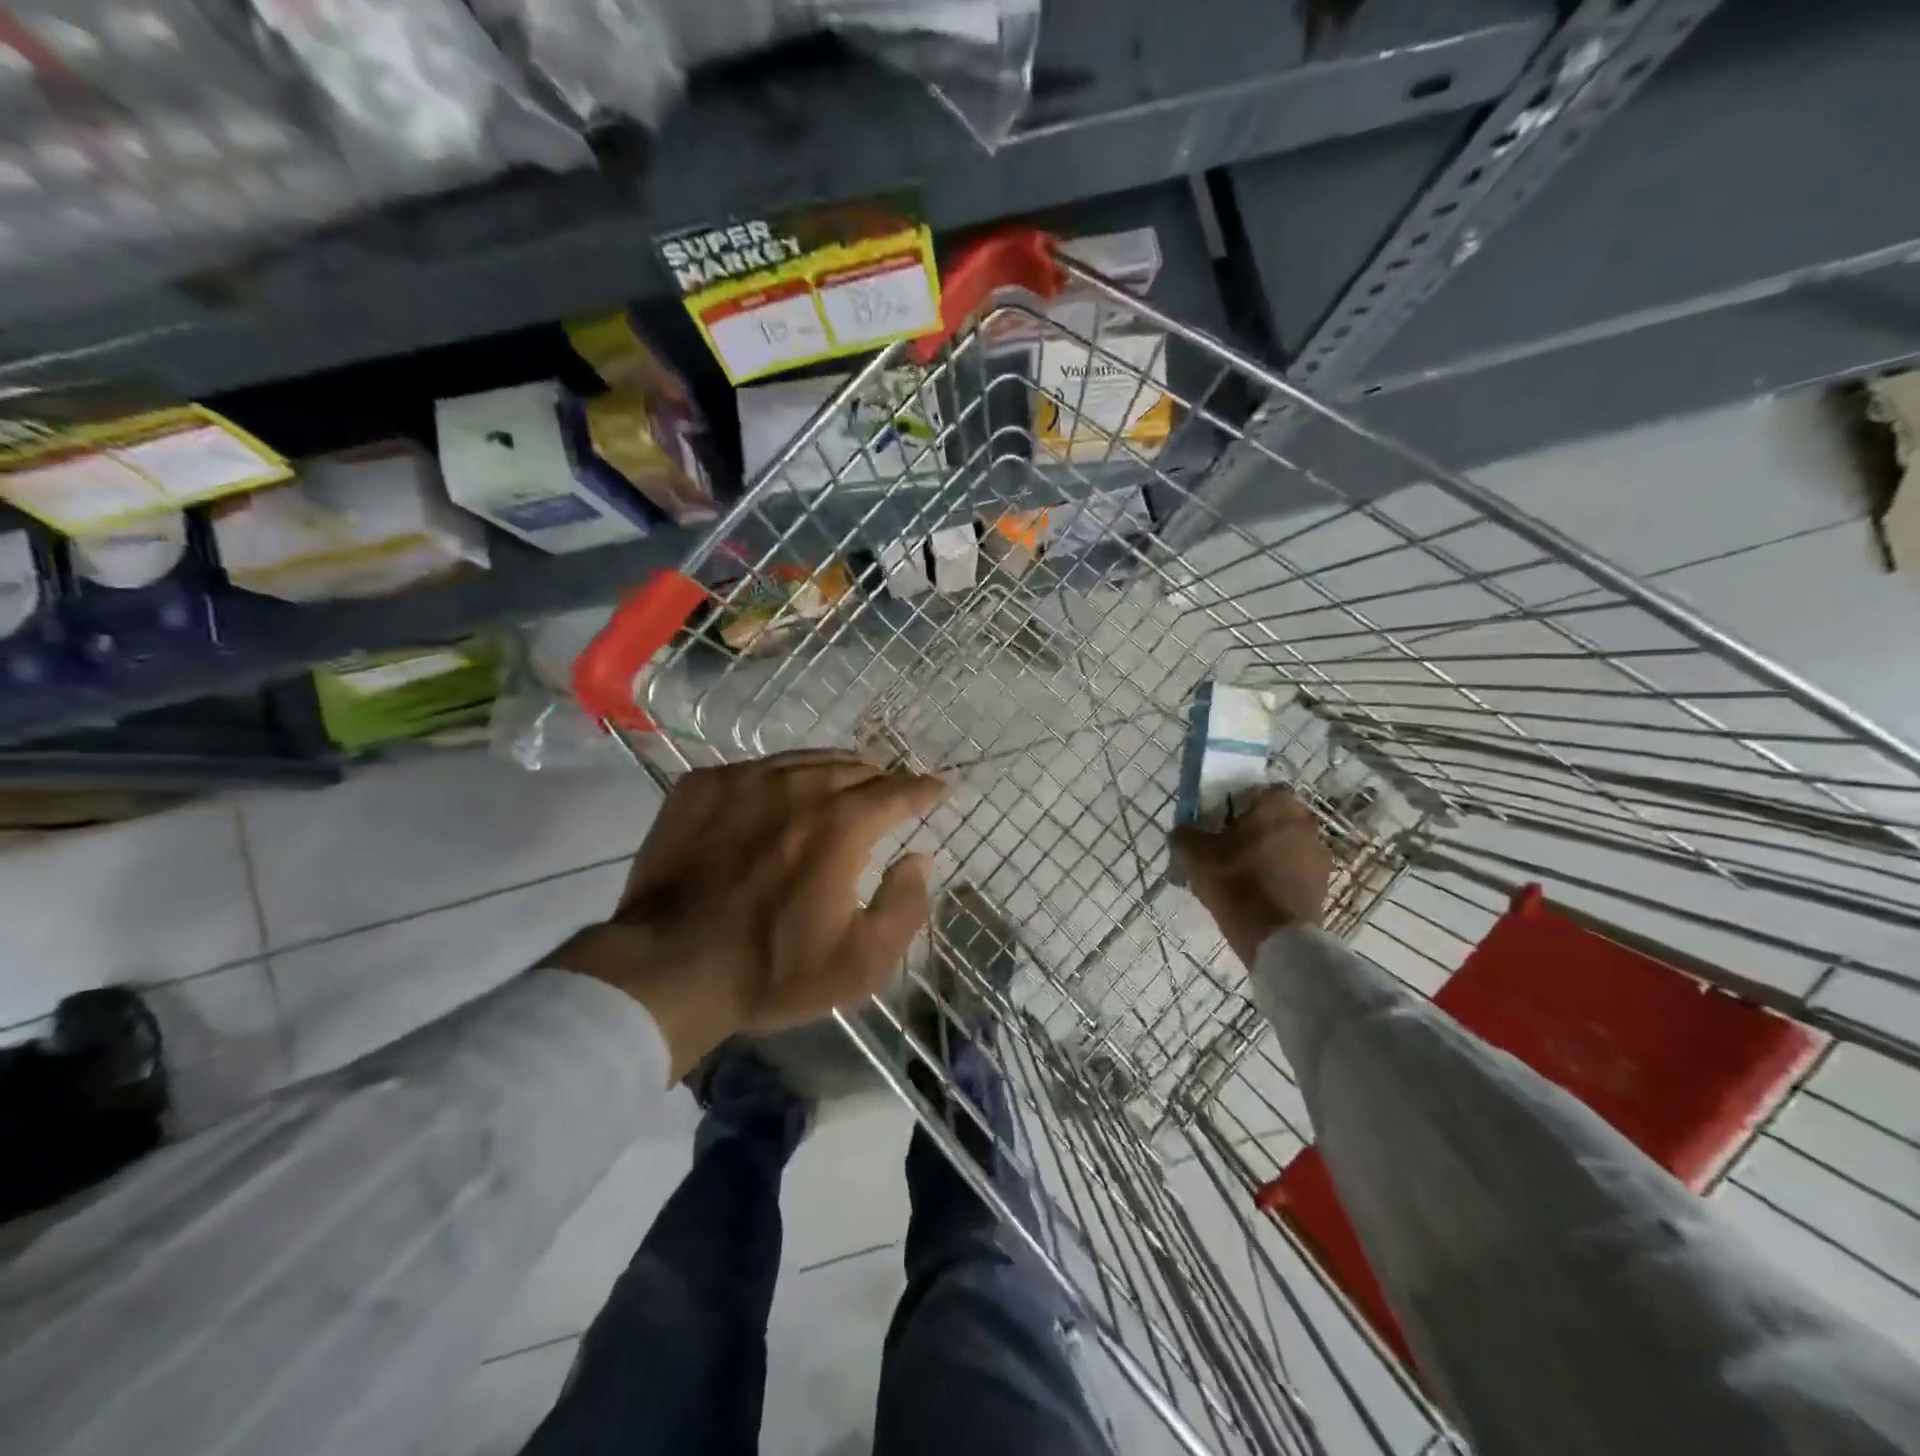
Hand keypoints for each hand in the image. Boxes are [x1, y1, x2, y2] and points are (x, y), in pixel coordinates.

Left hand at [551, 749, 948, 1078]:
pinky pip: (757, 767)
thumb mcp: (860, 963)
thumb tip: (919, 860)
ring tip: (843, 782)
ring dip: (834, 770)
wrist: (666, 970)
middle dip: (880, 778)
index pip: (898, 791)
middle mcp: (798, 787)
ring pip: (806, 759)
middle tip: (889, 790)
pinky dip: (781, 777)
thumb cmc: (771, 971)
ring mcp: (745, 780)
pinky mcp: (702, 786)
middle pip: (854, 767)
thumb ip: (905, 907)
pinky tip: (779, 795)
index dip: (925, 788)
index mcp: (842, 825)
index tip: (940, 786)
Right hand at [1171, 788, 1332, 965]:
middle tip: (1229, 847)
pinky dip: (1281, 877)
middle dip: (1256, 829)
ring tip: (1244, 875)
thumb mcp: (1194, 854)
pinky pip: (1296, 871)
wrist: (1275, 936)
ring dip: (1271, 853)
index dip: (1239, 804)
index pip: (1259, 791)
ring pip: (1287, 845)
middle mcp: (1305, 823)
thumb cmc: (1235, 882)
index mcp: (1277, 805)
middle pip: (1276, 818)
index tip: (1222, 822)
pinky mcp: (1324, 884)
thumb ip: (1186, 833)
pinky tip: (1259, 894)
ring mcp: (1319, 855)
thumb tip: (1184, 831)